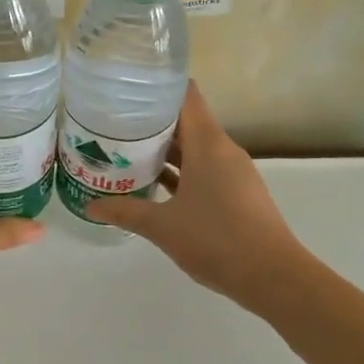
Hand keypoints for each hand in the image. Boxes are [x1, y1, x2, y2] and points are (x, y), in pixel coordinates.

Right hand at [87, 81, 303, 309]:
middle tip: (113, 124)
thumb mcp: (162, 226)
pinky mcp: (237, 193)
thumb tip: (90, 206)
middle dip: (151, 122)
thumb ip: (125, 211)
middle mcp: (223, 150)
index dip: (157, 86)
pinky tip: (155, 185)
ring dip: (164, 150)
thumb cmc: (216, 240)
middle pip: (186, 121)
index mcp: (208, 144)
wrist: (273, 277)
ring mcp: (233, 172)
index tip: (127, 89)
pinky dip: (181, 171)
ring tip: (126, 152)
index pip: (185, 96)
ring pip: (194, 148)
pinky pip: (204, 169)